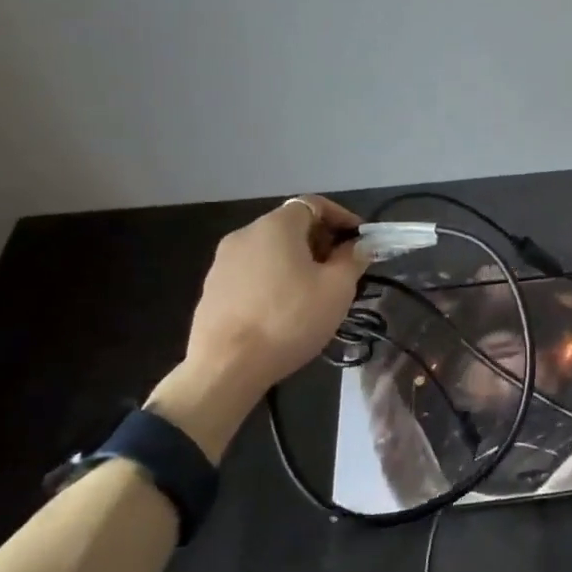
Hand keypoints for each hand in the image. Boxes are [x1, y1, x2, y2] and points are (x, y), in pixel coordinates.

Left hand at [147, 196, 369, 458]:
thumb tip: (359, 246)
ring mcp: (222, 262)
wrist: (226, 368)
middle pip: (291, 226)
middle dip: (321, 241)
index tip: (360, 241)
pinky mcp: (212, 289)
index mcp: (276, 225)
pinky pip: (252, 272)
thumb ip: (353, 259)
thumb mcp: (337, 289)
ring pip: (270, 250)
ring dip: (296, 261)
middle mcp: (245, 234)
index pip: (314, 204)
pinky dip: (273, 279)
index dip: (342, 217)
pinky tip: (284, 309)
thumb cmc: (289, 319)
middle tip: (342, 269)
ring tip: (315, 291)